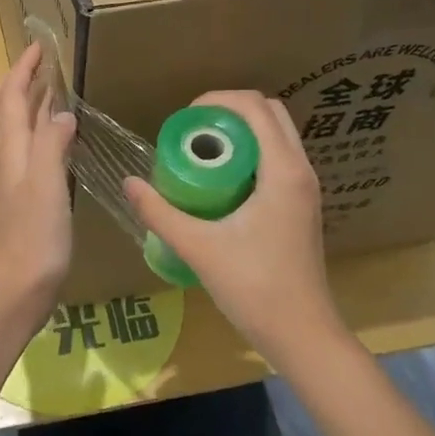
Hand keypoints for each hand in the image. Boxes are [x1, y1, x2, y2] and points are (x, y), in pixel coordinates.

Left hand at [0, 42, 76, 322]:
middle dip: (10, 84)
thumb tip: (60, 112)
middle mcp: (1, 159)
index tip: (40, 47)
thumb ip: (51, 144)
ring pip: (5, 131)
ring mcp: (5, 180)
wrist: (15, 290)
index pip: (10, 98)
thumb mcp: (46, 186)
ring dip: (22, 108)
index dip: (22, 70)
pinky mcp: (15, 199)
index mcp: (7, 151)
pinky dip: (34, 135)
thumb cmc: (33, 238)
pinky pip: (20, 152)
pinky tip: (55, 143)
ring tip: (51, 98)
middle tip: (39, 73)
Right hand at [123, 91, 345, 366]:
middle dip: (229, 111)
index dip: (217, 100)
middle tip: (192, 132)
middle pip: (270, 113)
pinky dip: (251, 153)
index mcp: (283, 171)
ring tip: (202, 152)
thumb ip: (160, 213)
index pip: (255, 107)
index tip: (184, 117)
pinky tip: (221, 181)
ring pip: (276, 136)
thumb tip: (128, 182)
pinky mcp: (302, 205)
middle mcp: (301, 170)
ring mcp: (306, 189)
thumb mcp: (199, 247)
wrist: (302, 334)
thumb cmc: (254, 287)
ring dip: (242, 132)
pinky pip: (278, 159)